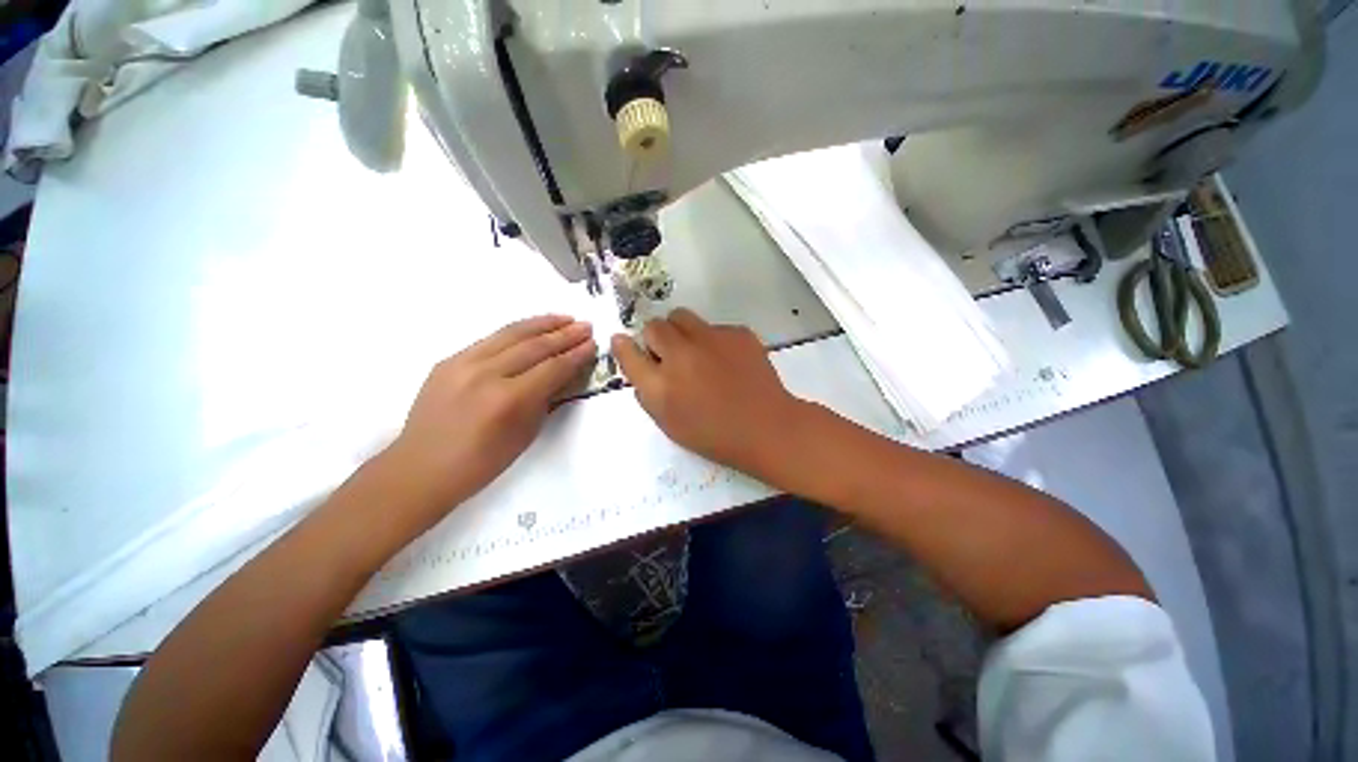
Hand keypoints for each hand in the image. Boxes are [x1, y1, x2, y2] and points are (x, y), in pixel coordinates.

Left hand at [386, 315, 595, 516]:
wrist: (421, 469)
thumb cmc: (481, 462)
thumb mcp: (525, 434)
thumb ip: (546, 400)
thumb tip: (564, 375)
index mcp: (508, 400)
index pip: (552, 368)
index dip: (576, 355)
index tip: (593, 344)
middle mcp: (486, 374)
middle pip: (534, 346)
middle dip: (565, 334)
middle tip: (586, 326)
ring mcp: (463, 363)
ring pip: (511, 334)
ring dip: (542, 324)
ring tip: (564, 318)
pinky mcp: (449, 360)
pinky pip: (490, 339)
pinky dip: (516, 331)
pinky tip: (531, 328)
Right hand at [611, 308, 804, 478]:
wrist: (766, 428)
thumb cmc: (713, 434)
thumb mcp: (669, 422)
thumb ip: (647, 391)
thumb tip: (636, 358)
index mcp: (662, 385)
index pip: (628, 352)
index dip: (624, 346)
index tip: (624, 342)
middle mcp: (682, 355)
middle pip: (655, 326)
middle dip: (656, 338)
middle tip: (670, 356)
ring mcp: (712, 339)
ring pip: (683, 317)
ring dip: (682, 332)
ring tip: (698, 354)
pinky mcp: (738, 332)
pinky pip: (714, 327)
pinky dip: (713, 340)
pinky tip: (728, 361)